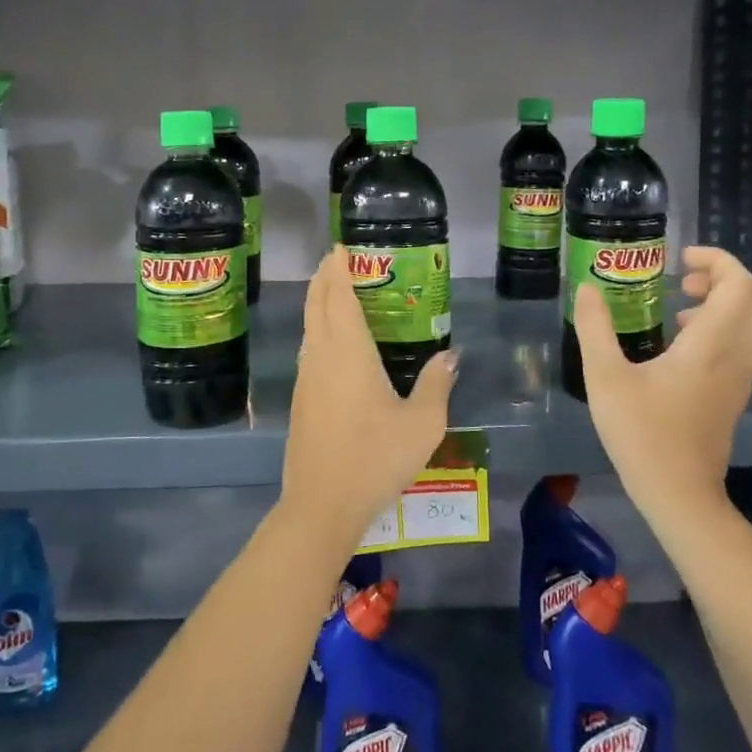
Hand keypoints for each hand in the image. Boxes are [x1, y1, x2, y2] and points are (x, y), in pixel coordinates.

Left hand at [280, 250, 456, 546]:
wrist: (322, 504)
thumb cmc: (375, 458)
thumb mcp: (422, 423)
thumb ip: (437, 383)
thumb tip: (451, 355)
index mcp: (348, 351)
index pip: (338, 295)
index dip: (338, 268)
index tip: (340, 247)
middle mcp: (321, 356)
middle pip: (316, 304)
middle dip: (324, 277)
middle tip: (337, 260)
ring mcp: (305, 378)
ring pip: (308, 327)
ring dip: (318, 303)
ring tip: (335, 292)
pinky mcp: (300, 400)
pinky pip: (308, 349)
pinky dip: (317, 329)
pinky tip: (333, 343)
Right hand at [575, 245, 751, 510]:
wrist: (679, 493)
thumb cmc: (641, 433)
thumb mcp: (605, 378)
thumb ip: (595, 328)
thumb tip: (588, 288)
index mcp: (711, 345)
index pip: (740, 284)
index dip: (717, 259)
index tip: (679, 259)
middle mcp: (737, 355)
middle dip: (725, 277)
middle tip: (683, 280)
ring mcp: (742, 376)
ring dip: (726, 301)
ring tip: (678, 308)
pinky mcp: (736, 393)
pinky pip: (746, 342)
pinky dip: (724, 325)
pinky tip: (680, 342)